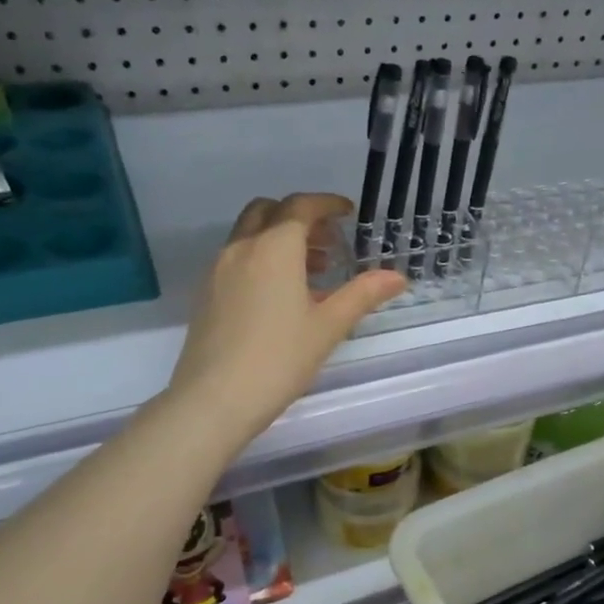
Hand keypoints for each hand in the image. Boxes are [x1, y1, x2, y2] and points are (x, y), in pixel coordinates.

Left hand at [169, 193, 405, 444]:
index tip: (347, 213)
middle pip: (268, 211)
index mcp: (274, 248)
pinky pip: (237, 258)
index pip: (300, 207)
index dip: (326, 204)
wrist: (214, 399)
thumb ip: (363, 294)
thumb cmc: (279, 359)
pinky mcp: (205, 293)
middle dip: (300, 217)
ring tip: (312, 273)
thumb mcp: (329, 327)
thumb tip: (397, 277)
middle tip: (328, 243)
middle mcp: (242, 248)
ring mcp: (218, 270)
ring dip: (280, 238)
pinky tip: (280, 296)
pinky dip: (261, 259)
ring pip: (250, 235)